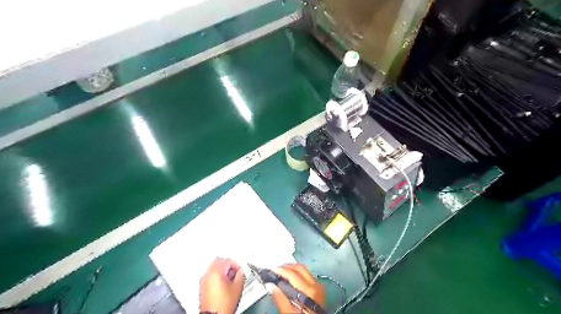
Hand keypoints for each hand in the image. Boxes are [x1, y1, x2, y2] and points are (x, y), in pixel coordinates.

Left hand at [200, 258, 245, 313]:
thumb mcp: (237, 287)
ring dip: (222, 271)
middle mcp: (208, 274)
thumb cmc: (223, 304)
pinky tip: (223, 285)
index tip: (240, 270)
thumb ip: (241, 275)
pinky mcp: (202, 288)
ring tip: (230, 279)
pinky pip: (210, 277)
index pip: (228, 260)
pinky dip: (217, 278)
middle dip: (228, 266)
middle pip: (219, 262)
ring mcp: (203, 281)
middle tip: (235, 272)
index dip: (236, 264)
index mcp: (216, 271)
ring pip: (214, 269)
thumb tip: (241, 272)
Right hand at [271, 265, 326, 313]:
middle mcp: (316, 285)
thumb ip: (280, 299)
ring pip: (304, 271)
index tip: (270, 271)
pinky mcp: (319, 290)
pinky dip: (297, 275)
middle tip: (275, 271)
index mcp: (309, 290)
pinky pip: (307, 277)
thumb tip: (271, 286)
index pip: (292, 273)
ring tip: (280, 275)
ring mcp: (319, 287)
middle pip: (299, 268)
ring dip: (292, 270)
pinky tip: (290, 281)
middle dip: (286, 267)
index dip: (280, 270)